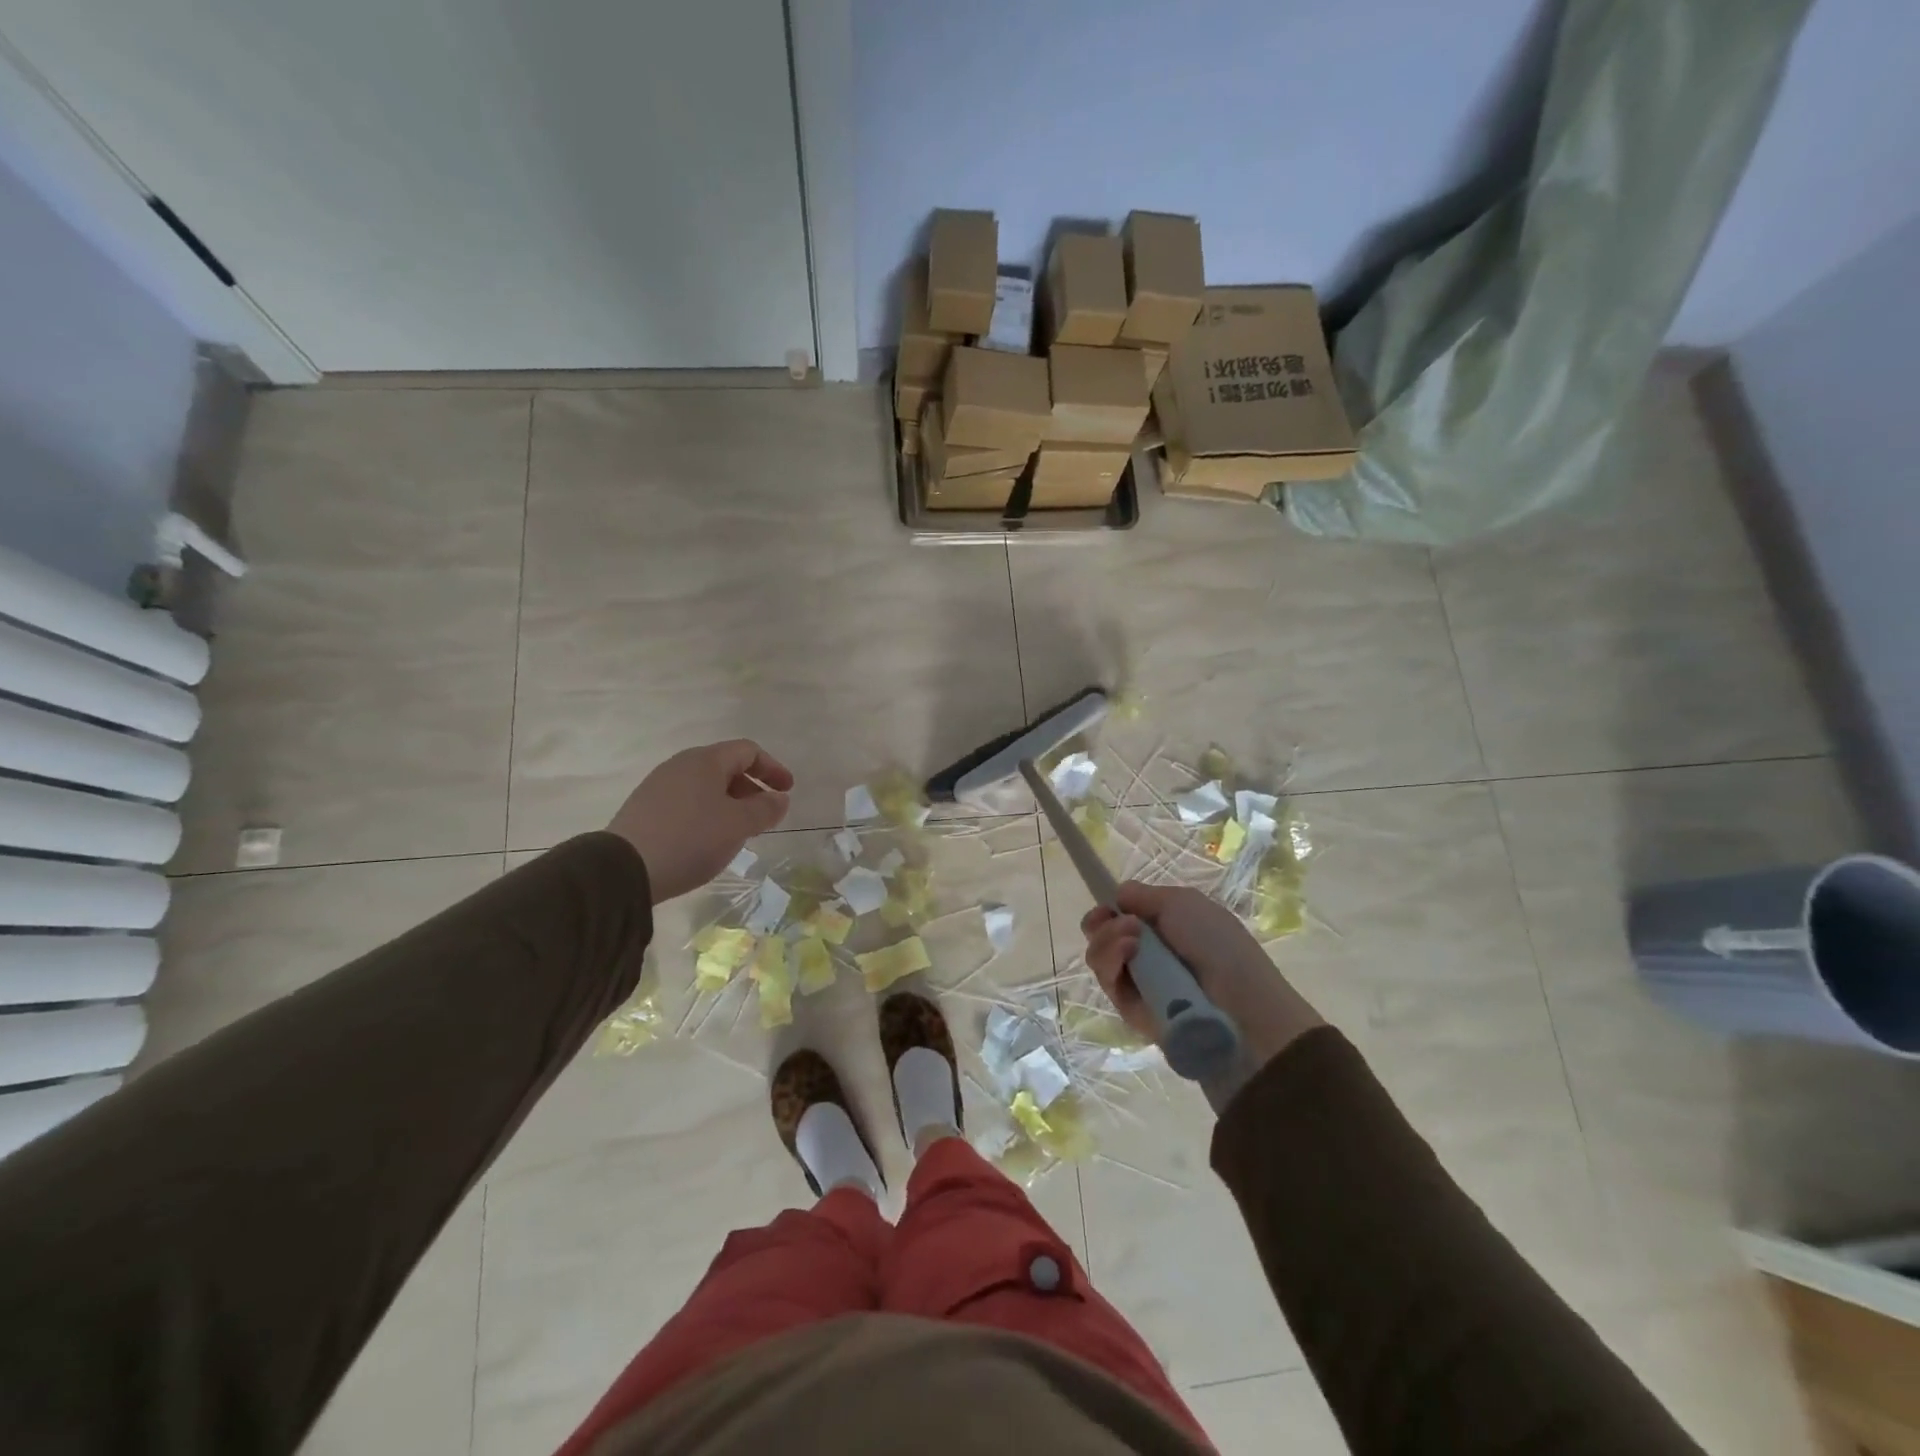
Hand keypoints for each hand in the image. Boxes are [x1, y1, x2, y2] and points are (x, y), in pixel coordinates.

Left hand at [607, 740, 793, 903]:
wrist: (623, 869)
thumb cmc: (691, 839)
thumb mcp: (738, 825)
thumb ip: (765, 809)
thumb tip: (779, 798)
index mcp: (705, 760)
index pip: (748, 751)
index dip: (773, 768)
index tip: (787, 791)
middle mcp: (680, 765)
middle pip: (725, 767)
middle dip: (751, 788)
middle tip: (764, 815)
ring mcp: (658, 786)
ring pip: (705, 786)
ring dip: (729, 804)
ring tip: (738, 831)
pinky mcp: (644, 809)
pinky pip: (686, 802)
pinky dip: (707, 814)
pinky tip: (707, 841)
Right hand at [1082, 883, 1323, 1073]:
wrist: (1238, 1006)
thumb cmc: (1217, 945)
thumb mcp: (1183, 903)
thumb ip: (1144, 896)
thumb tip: (1117, 898)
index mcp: (1164, 926)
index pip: (1121, 915)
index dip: (1109, 909)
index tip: (1110, 907)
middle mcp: (1146, 952)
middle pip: (1102, 934)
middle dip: (1103, 923)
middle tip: (1124, 924)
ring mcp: (1137, 981)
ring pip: (1099, 955)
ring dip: (1108, 939)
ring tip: (1132, 940)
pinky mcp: (1129, 1009)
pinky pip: (1107, 981)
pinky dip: (1111, 961)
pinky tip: (1128, 953)